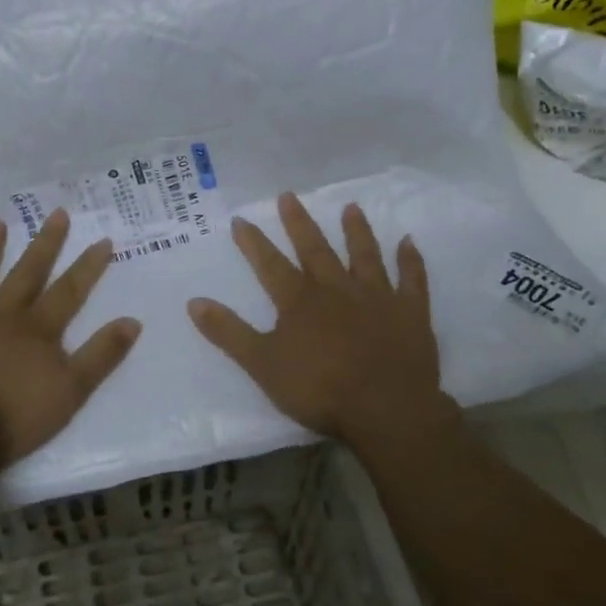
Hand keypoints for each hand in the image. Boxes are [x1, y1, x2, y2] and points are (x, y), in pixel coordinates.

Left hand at [0, 209, 141, 472]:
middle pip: (28, 273)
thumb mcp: (71, 390)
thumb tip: (133, 321)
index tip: (104, 240)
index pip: (70, 291)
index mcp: (38, 329)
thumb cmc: (14, 416)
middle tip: (57, 212)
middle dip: (46, 243)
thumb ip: (101, 355)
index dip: (89, 266)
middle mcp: (4, 314)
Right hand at [187, 194, 447, 446]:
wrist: (386, 409)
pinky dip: (410, 261)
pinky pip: (412, 280)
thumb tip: (194, 301)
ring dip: (356, 231)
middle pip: (315, 249)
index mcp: (300, 301)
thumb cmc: (320, 389)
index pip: (270, 264)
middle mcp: (337, 289)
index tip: (241, 219)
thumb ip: (229, 333)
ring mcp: (377, 297)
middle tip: (289, 195)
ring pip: (364, 255)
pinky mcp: (410, 312)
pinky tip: (409, 243)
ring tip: (351, 207)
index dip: (254, 242)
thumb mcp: (262, 365)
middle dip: (299, 223)